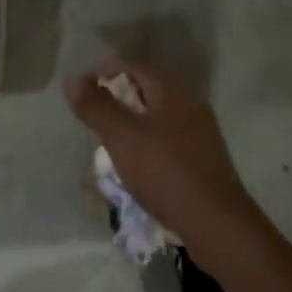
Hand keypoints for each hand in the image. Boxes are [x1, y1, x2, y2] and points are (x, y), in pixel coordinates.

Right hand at [67, 58, 259, 257]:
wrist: (218, 226)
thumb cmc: (166, 172)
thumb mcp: (122, 137)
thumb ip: (96, 106)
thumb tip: (72, 80)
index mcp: (172, 89)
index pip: (133, 65)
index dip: (104, 72)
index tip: (83, 91)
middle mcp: (190, 103)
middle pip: (147, 88)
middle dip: (118, 97)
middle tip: (95, 115)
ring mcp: (201, 132)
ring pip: (158, 115)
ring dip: (133, 122)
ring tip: (112, 141)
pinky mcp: (204, 159)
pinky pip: (169, 138)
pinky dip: (149, 142)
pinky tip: (139, 164)